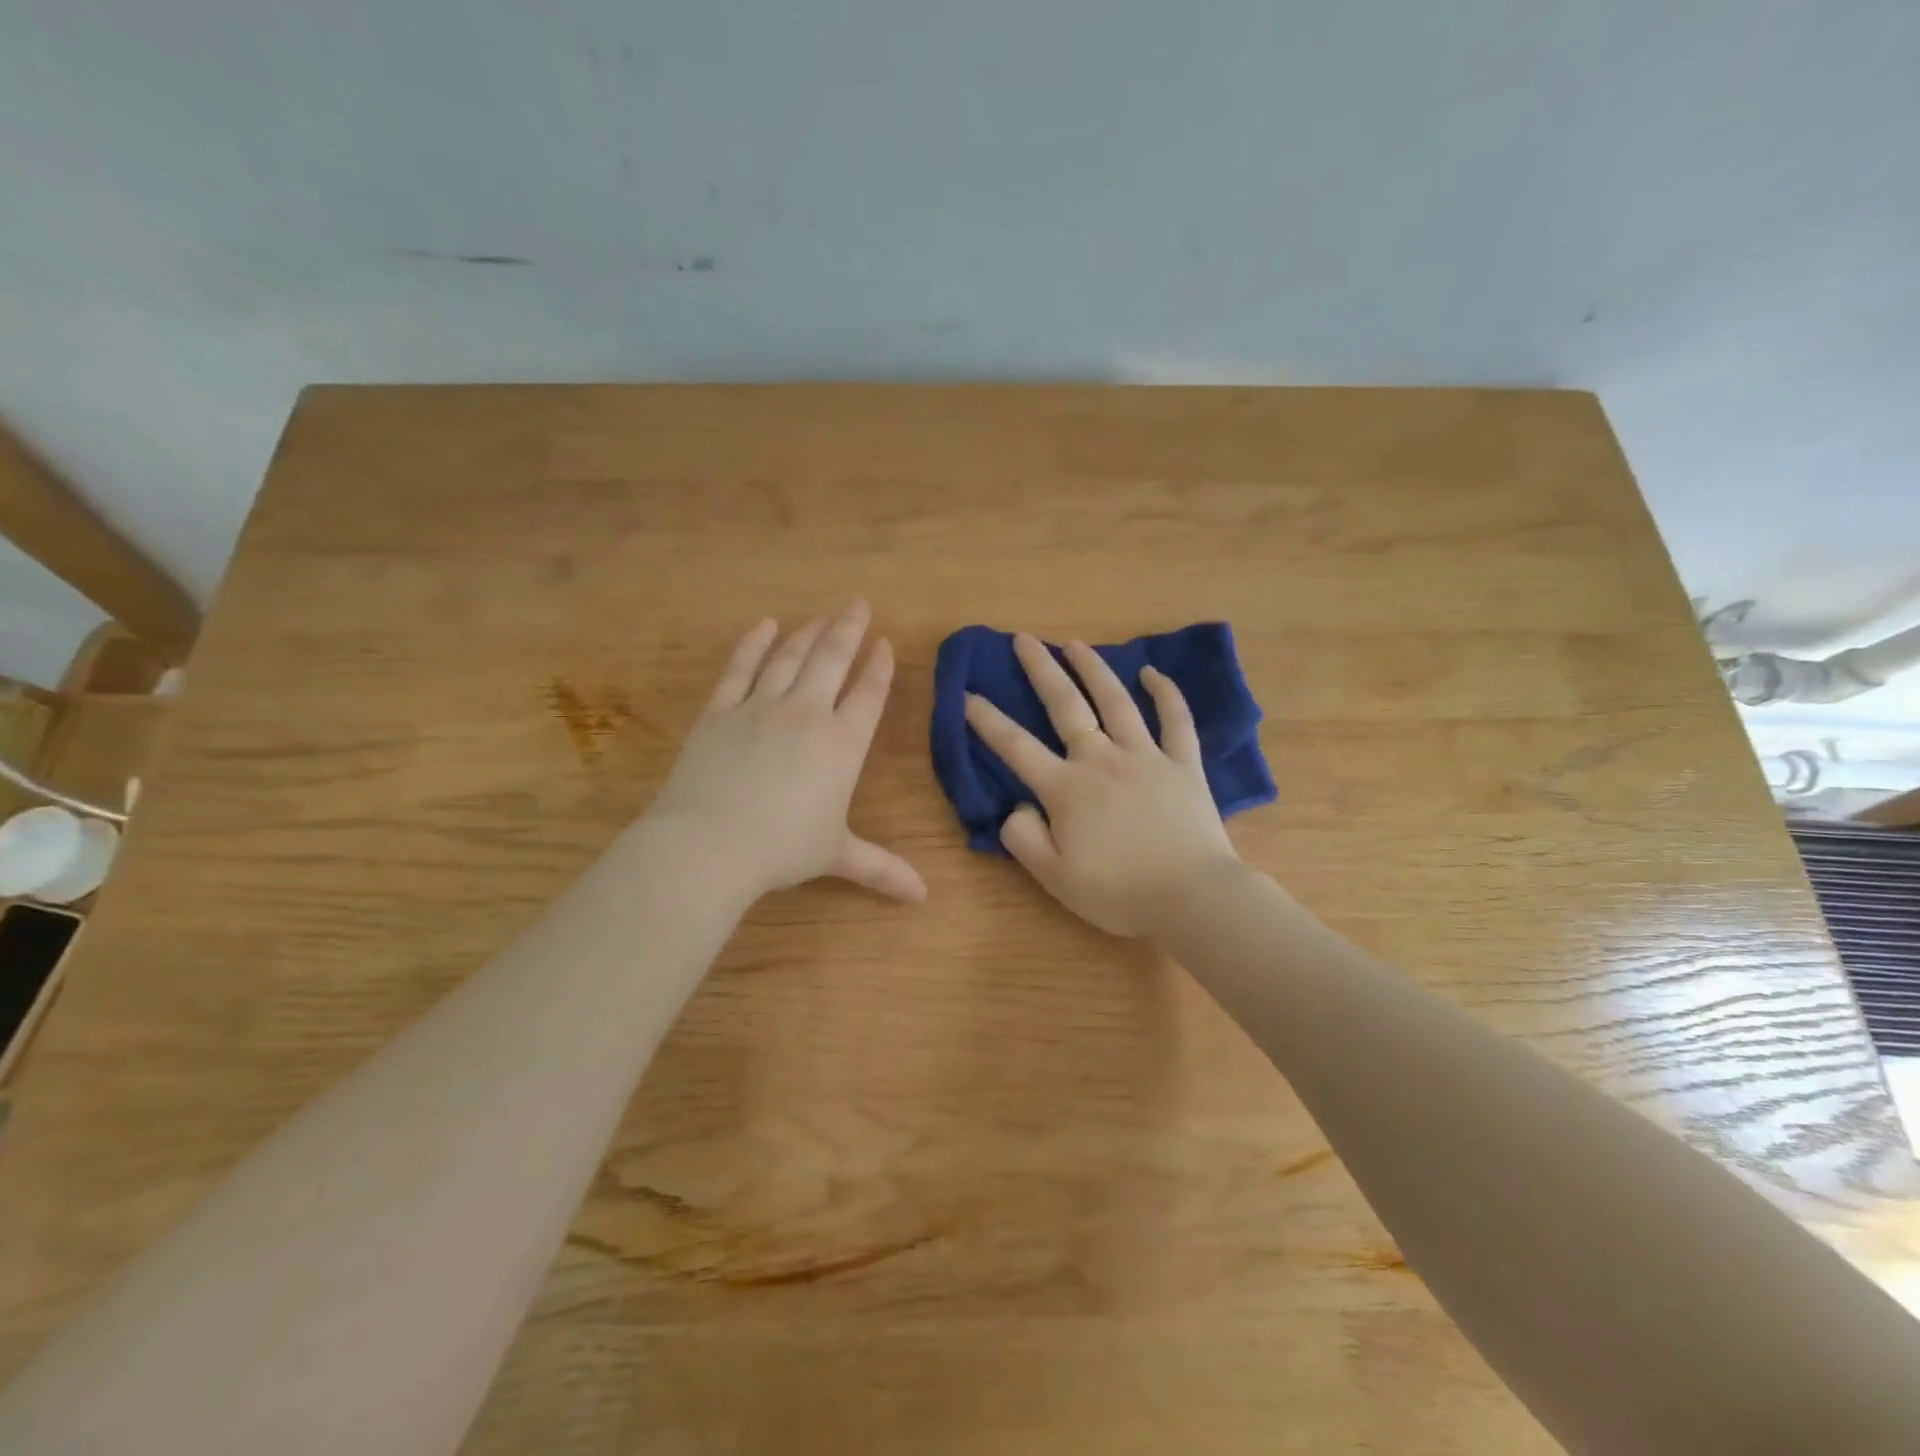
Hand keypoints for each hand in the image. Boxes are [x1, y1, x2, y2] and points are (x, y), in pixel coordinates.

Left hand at [643, 602, 926, 903]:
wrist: (708, 844)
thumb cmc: (781, 849)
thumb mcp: (836, 856)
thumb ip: (882, 868)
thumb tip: (923, 897)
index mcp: (842, 744)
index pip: (869, 694)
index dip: (879, 667)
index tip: (884, 644)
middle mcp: (806, 713)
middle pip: (832, 659)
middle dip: (848, 629)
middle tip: (858, 604)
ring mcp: (760, 706)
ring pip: (790, 657)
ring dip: (808, 632)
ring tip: (820, 616)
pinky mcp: (720, 710)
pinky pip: (740, 667)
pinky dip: (753, 643)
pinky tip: (765, 626)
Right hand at [965, 634, 1241, 936]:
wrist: (1192, 898)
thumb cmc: (1119, 892)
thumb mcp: (1054, 878)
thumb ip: (1024, 838)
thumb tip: (1017, 806)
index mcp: (1066, 789)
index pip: (1016, 747)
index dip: (987, 720)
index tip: (966, 695)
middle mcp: (1101, 760)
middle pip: (1066, 706)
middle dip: (1041, 670)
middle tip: (1024, 639)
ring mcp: (1146, 757)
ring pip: (1116, 701)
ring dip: (1093, 669)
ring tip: (1075, 644)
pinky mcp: (1183, 764)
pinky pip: (1176, 721)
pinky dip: (1165, 693)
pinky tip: (1152, 672)